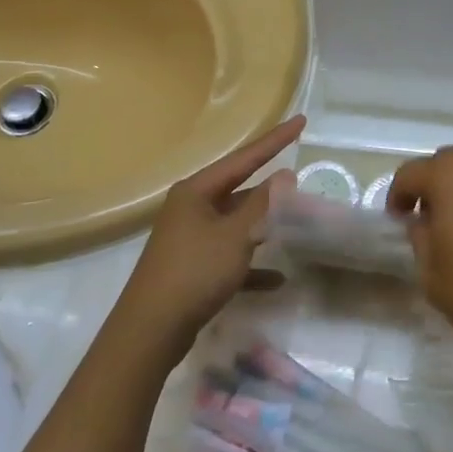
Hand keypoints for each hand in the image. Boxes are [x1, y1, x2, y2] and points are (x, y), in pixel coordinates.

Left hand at [116, 115, 304, 358]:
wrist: (151, 330)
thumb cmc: (194, 272)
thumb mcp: (235, 235)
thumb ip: (262, 205)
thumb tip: (285, 175)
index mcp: (196, 192)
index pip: (244, 158)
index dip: (275, 140)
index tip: (301, 121)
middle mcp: (191, 208)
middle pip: (239, 190)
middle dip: (271, 189)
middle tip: (301, 179)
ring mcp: (190, 239)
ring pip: (236, 224)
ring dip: (264, 226)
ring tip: (297, 223)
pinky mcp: (193, 267)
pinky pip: (230, 257)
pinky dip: (252, 264)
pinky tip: (278, 278)